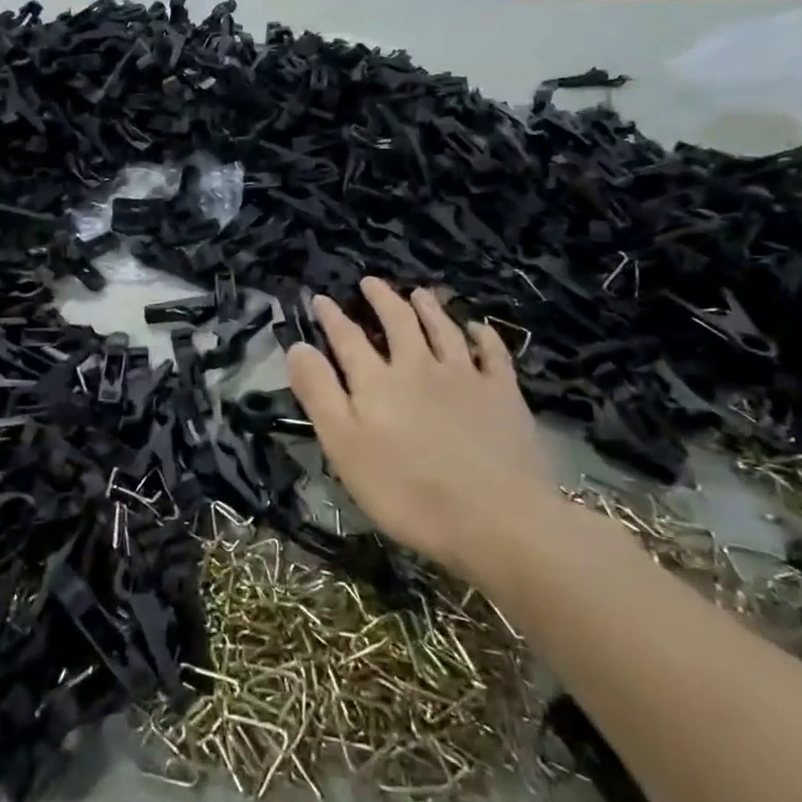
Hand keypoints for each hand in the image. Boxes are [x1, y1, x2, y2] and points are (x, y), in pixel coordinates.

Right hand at [286, 278, 552, 572]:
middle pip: (399, 322)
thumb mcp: (345, 446)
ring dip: (429, 308)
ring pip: (443, 330)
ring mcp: (466, 377)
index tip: (320, 298)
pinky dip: (482, 336)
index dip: (332, 317)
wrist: (496, 518)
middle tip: (371, 282)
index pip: (348, 338)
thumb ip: (319, 393)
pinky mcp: (503, 394)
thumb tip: (298, 346)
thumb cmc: (407, 491)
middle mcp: (419, 366)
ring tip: (419, 293)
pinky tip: (477, 329)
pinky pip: (492, 353)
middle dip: (382, 299)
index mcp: (378, 381)